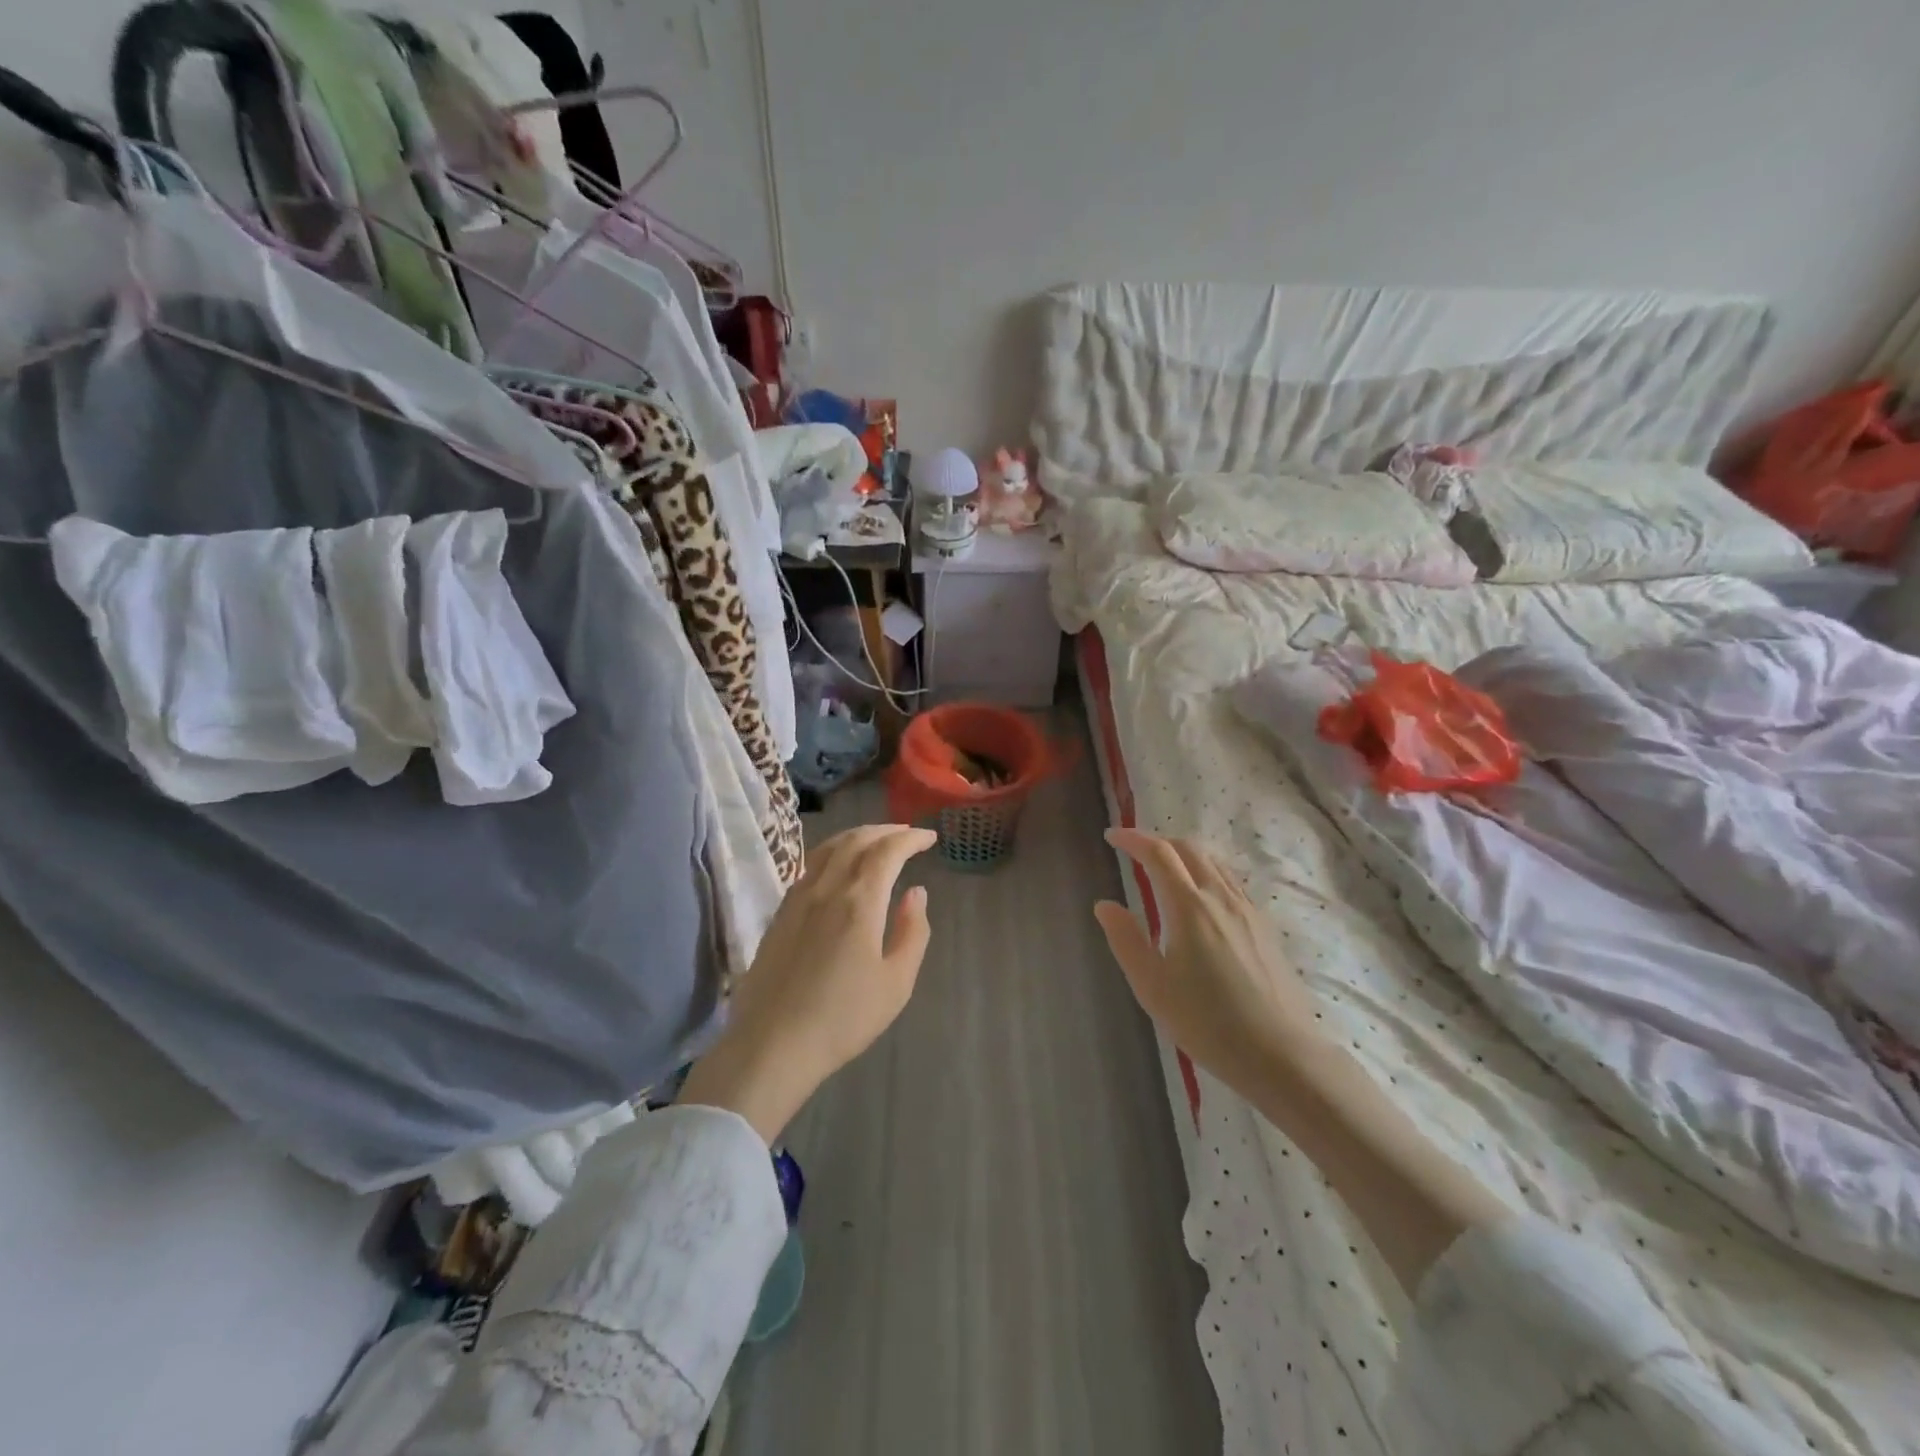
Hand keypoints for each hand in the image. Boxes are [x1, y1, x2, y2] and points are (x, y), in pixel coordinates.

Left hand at [681, 825, 936, 1142]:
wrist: (773, 1044)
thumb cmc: (844, 1018)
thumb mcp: (896, 982)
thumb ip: (912, 931)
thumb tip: (916, 893)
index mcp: (859, 901)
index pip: (888, 851)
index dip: (910, 838)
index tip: (929, 837)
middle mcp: (826, 888)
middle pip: (855, 840)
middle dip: (885, 830)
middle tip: (907, 833)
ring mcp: (797, 898)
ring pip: (828, 848)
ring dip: (856, 836)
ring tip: (876, 841)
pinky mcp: (779, 913)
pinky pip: (810, 865)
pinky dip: (833, 852)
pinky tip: (839, 866)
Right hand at [1095, 829, 1328, 1102]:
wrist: (1281, 1054)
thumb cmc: (1207, 1022)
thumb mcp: (1152, 986)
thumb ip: (1126, 939)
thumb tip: (1104, 904)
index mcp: (1189, 907)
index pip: (1158, 854)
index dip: (1133, 839)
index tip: (1112, 836)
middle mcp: (1220, 897)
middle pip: (1189, 848)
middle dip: (1159, 840)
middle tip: (1135, 851)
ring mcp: (1247, 909)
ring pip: (1214, 862)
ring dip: (1185, 853)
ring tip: (1164, 870)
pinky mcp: (1264, 926)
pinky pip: (1230, 881)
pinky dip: (1206, 872)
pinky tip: (1200, 898)